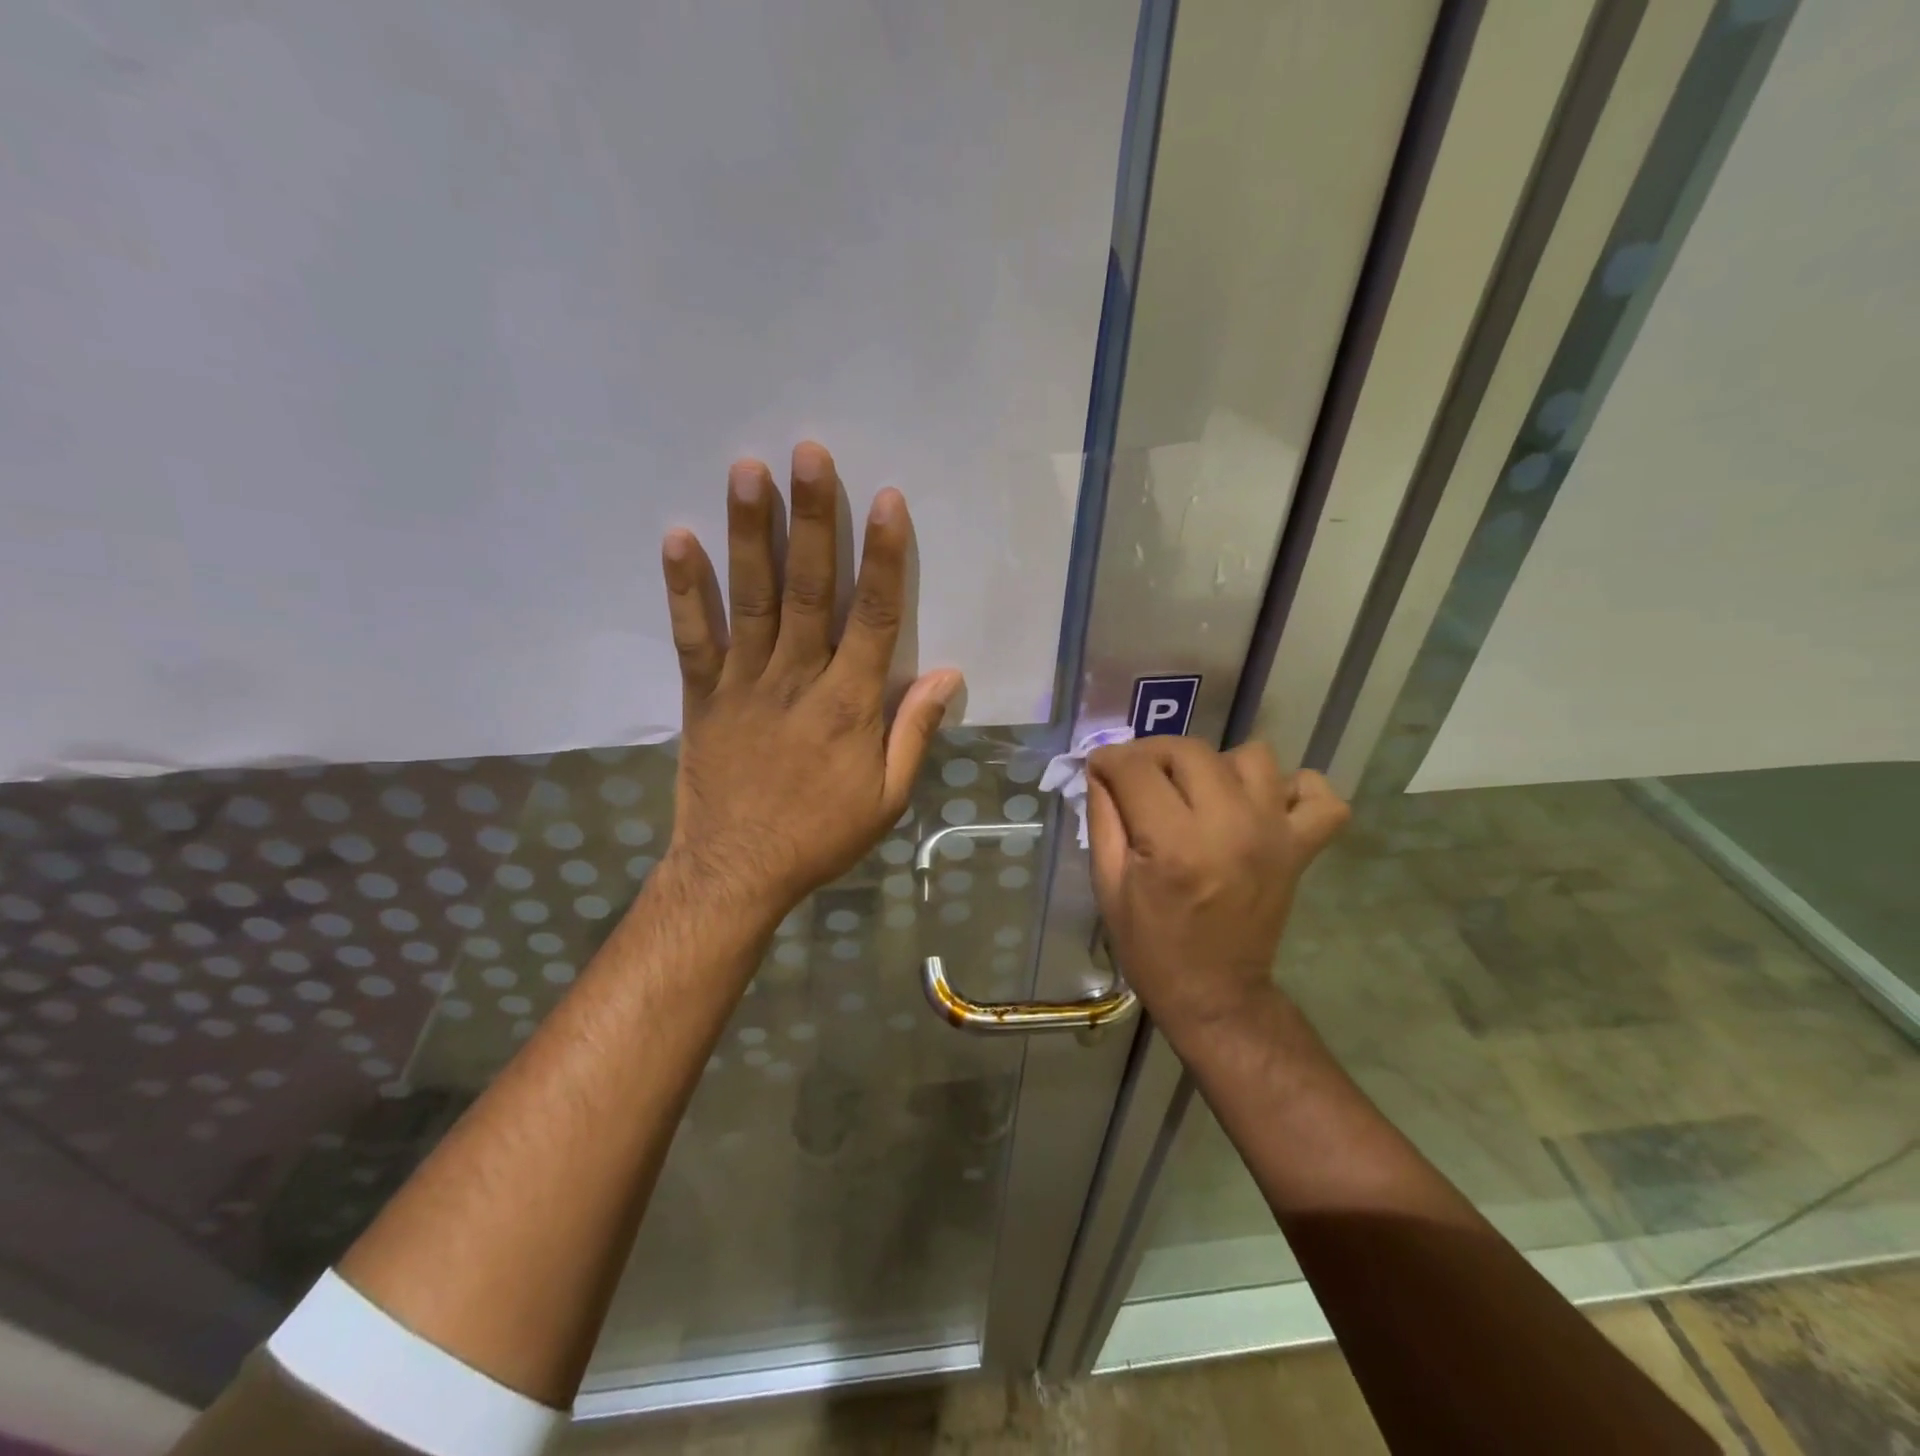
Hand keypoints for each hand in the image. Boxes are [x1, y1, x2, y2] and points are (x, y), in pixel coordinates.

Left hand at [656, 441, 962, 925]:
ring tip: (747, 471)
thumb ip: (915, 731)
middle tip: (809, 453)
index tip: (887, 500)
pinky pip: (692, 636)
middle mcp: (797, 680)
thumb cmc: (821, 835)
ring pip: (750, 598)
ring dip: (750, 532)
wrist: (738, 871)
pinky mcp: (701, 695)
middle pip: (808, 589)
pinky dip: (684, 588)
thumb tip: (949, 675)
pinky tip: (678, 538)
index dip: (883, 557)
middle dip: (812, 518)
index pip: (873, 617)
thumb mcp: (887, 797)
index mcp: (850, 705)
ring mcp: (743, 683)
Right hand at [1086, 736, 1348, 1033]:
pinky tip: (1260, 803)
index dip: (1108, 760)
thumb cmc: (1151, 947)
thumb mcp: (1108, 886)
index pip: (1135, 768)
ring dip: (1215, 765)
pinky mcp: (1301, 846)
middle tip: (1138, 779)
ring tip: (1197, 792)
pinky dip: (1293, 787)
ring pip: (1250, 756)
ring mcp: (1273, 833)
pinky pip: (1316, 792)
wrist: (1216, 995)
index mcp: (1172, 845)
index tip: (1100, 769)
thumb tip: (1101, 769)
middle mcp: (1228, 827)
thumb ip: (1103, 818)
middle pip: (1188, 750)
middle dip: (1152, 754)